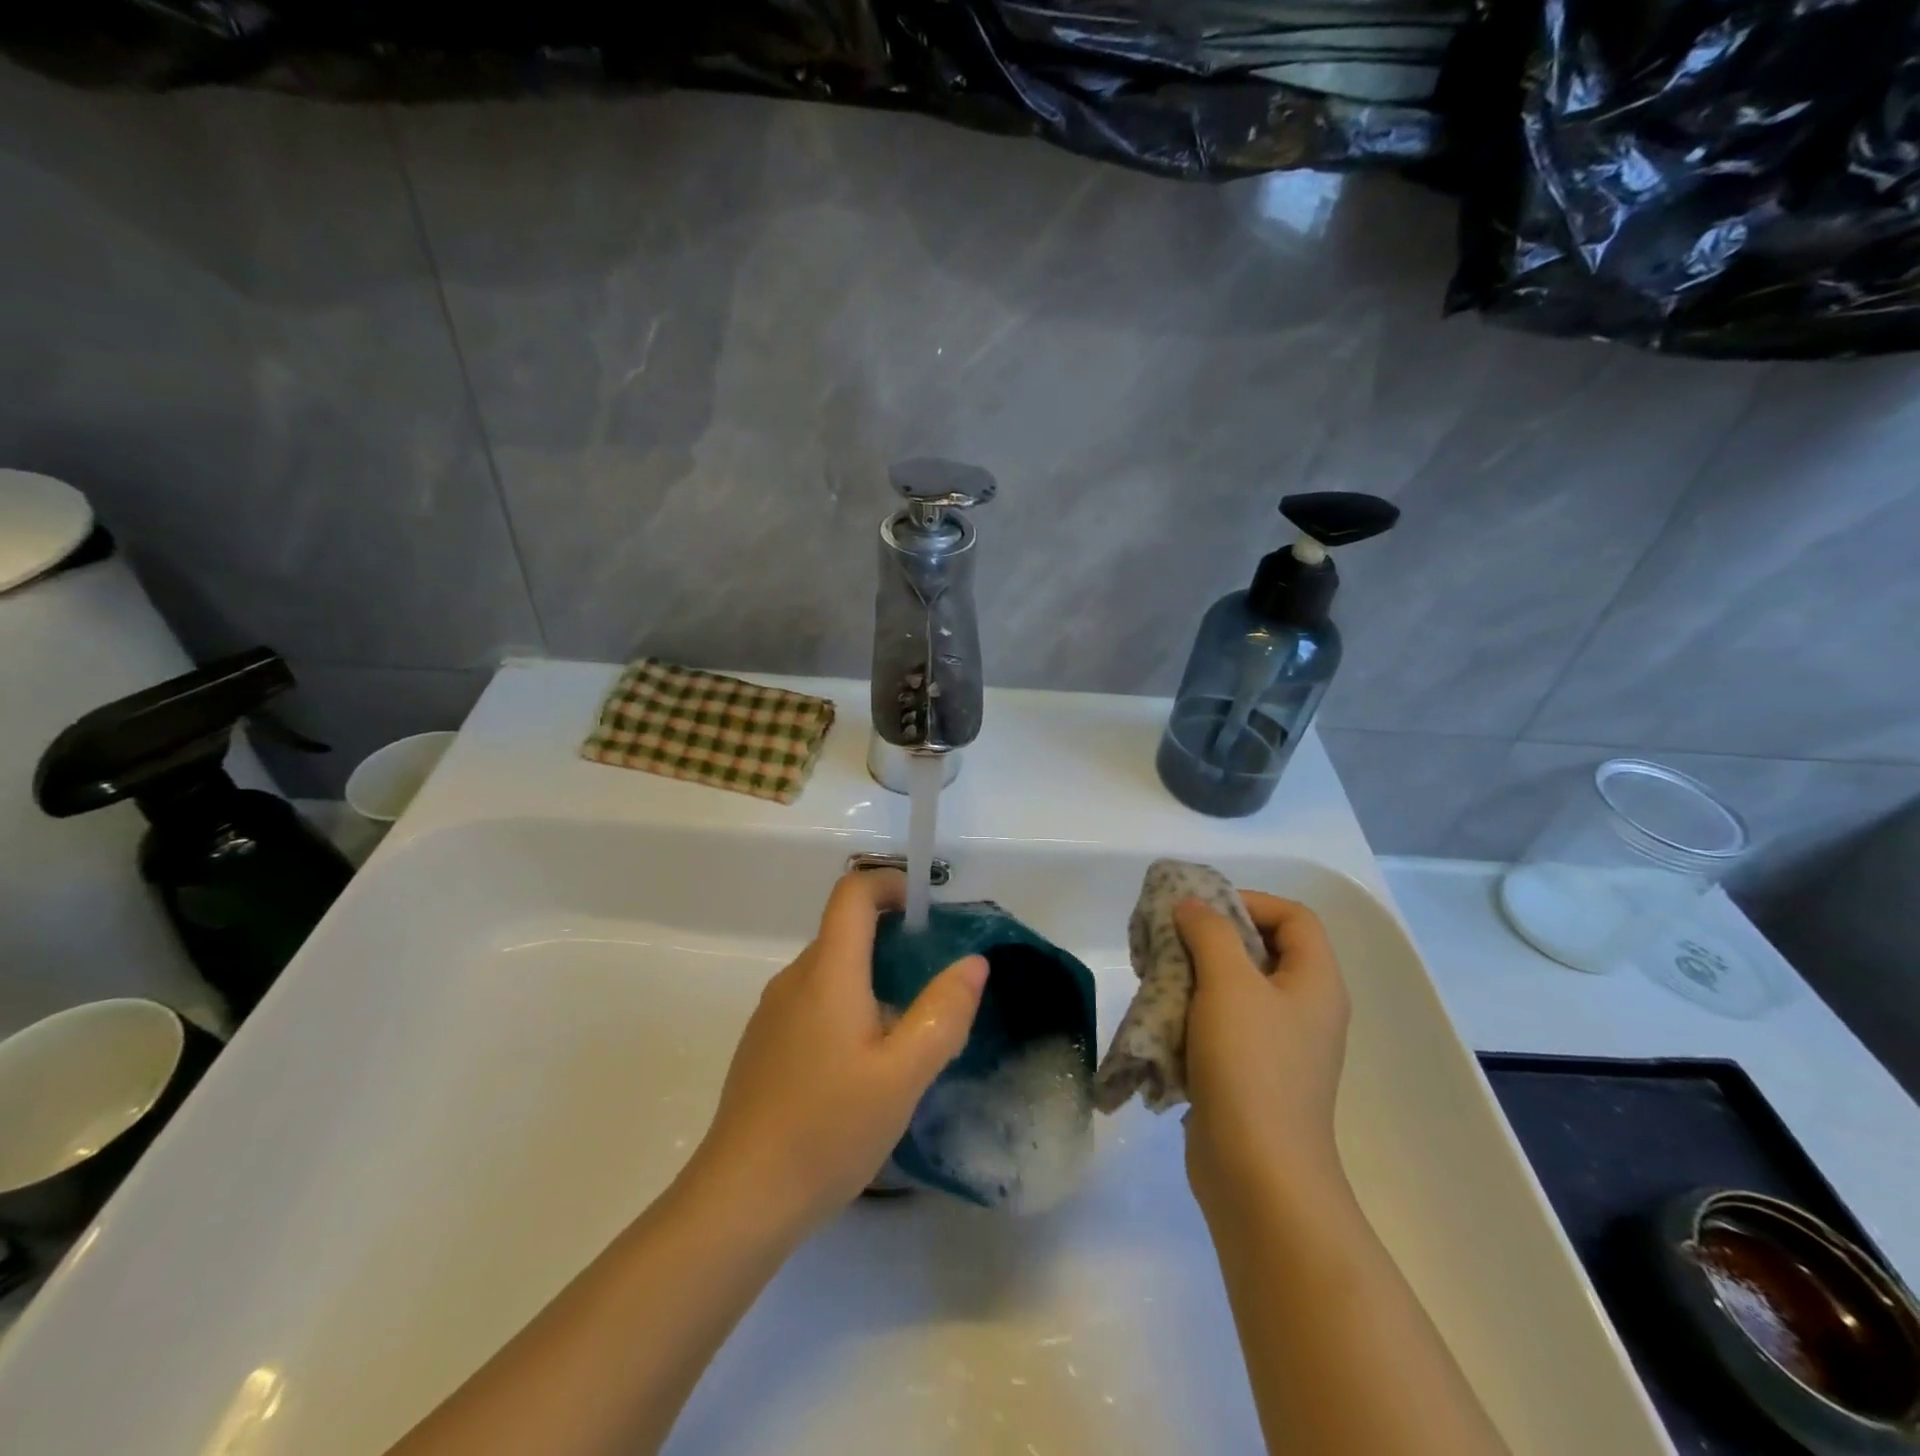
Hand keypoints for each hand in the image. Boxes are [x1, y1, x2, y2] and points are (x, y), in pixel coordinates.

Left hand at [679, 870, 987, 1238]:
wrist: (741, 1199)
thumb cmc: (828, 1129)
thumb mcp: (903, 1074)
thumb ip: (942, 1012)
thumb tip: (973, 962)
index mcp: (827, 972)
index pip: (852, 891)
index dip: (891, 883)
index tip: (928, 912)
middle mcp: (795, 979)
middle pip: (845, 930)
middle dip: (894, 939)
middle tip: (934, 983)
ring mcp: (773, 1012)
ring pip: (831, 971)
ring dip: (873, 979)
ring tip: (907, 1032)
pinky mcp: (764, 1044)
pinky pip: (813, 1002)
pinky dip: (848, 1007)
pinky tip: (863, 1068)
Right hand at [1177, 892, 1351, 1218]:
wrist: (1257, 1172)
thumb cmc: (1250, 1065)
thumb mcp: (1228, 983)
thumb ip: (1210, 932)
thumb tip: (1192, 907)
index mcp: (1315, 982)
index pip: (1293, 917)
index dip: (1249, 901)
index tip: (1201, 911)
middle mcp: (1305, 1009)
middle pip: (1261, 950)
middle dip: (1210, 938)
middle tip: (1170, 942)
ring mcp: (1280, 1046)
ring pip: (1236, 989)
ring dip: (1194, 977)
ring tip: (1157, 980)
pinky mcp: (1251, 1075)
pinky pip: (1222, 1026)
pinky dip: (1192, 1015)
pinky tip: (1162, 1023)